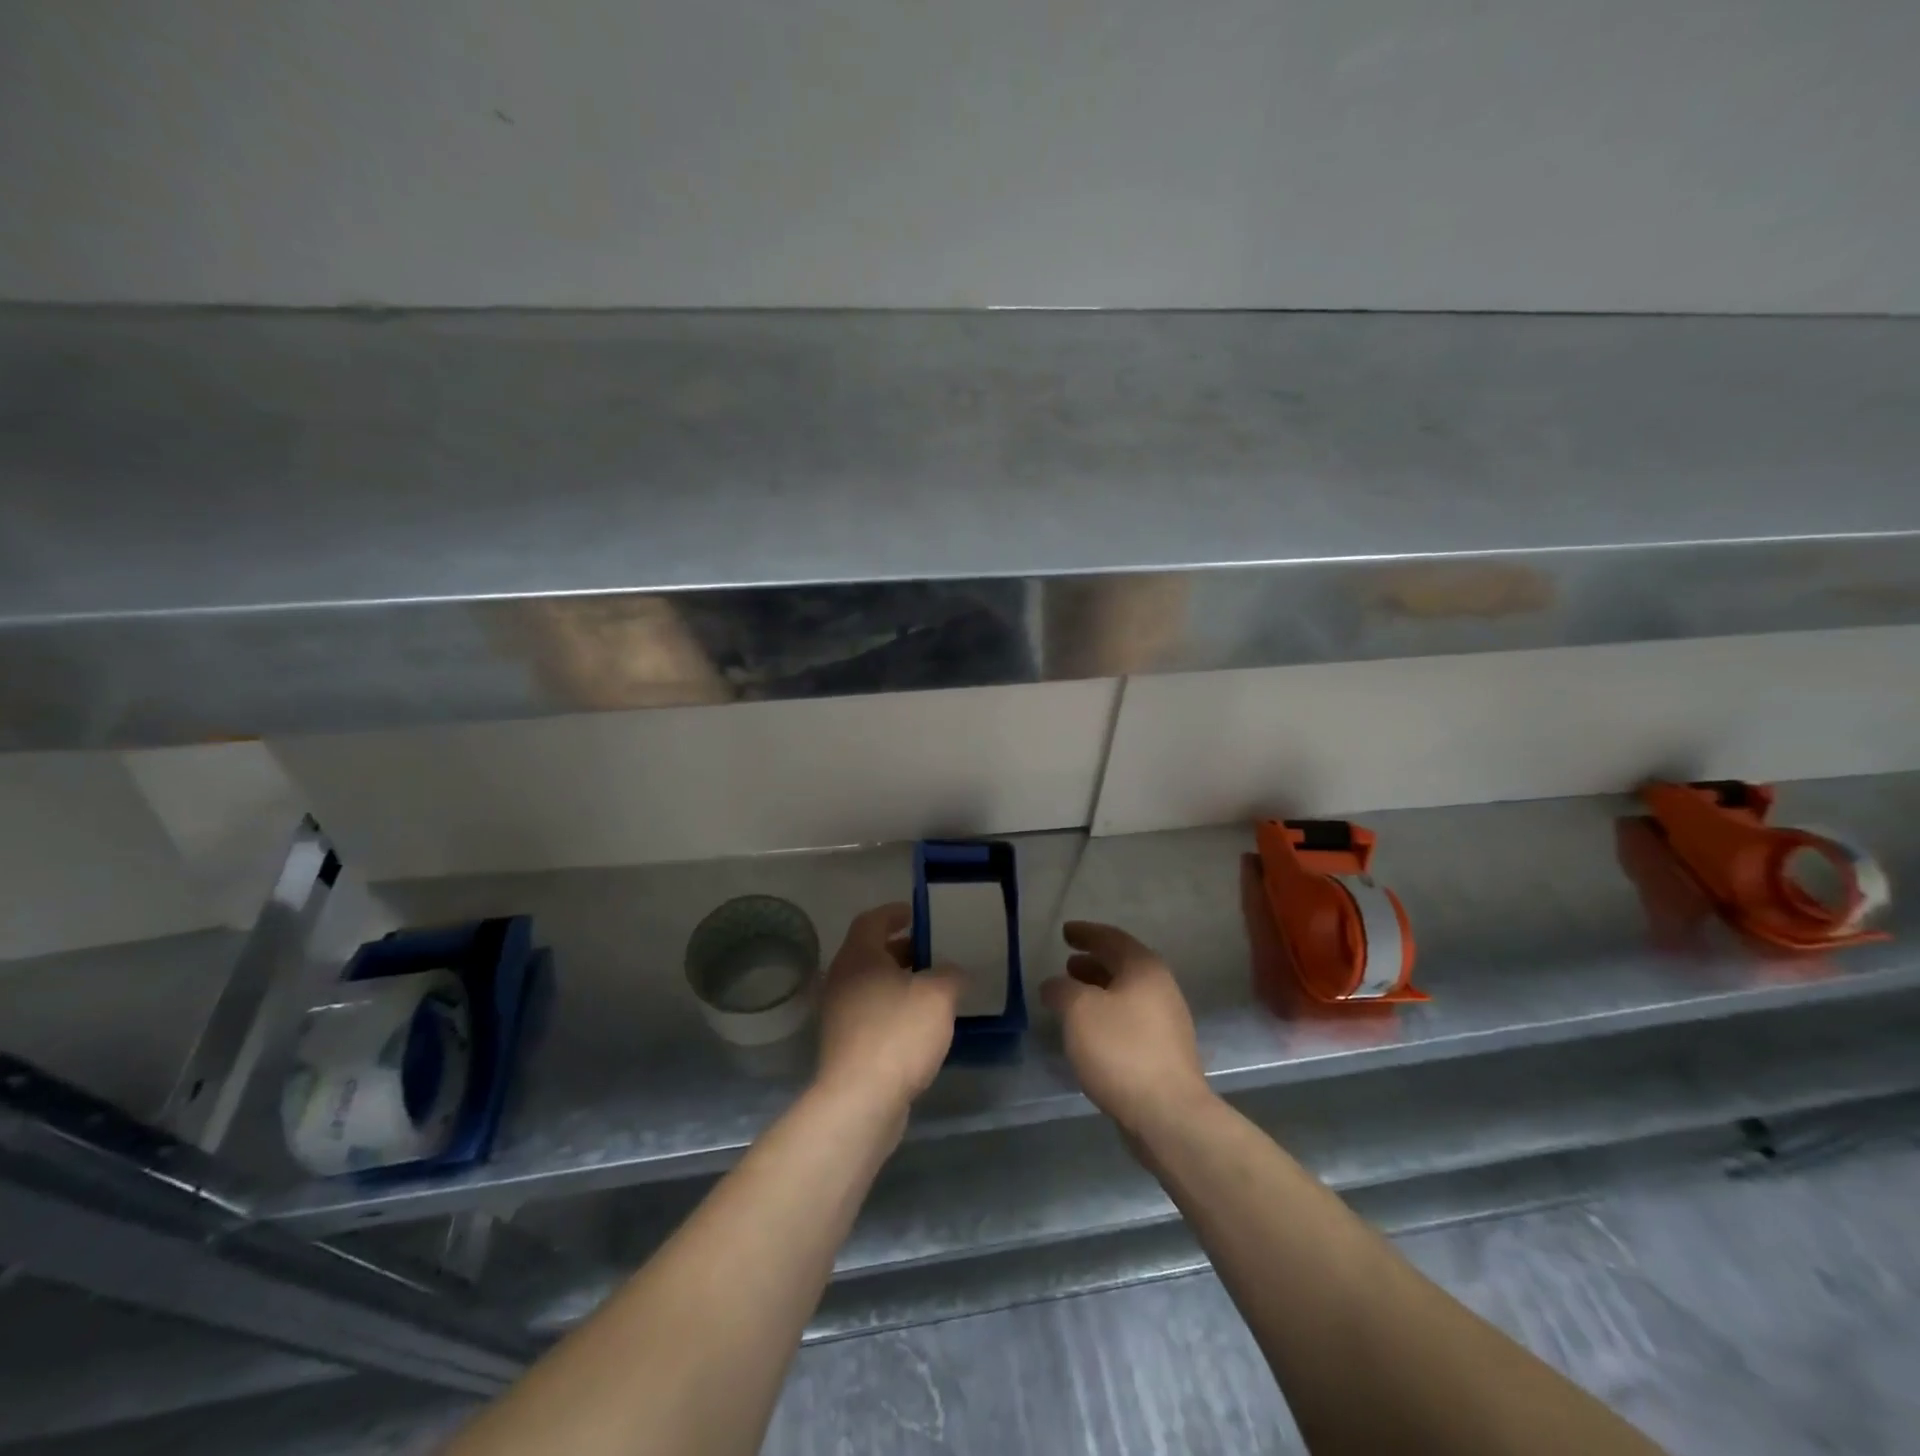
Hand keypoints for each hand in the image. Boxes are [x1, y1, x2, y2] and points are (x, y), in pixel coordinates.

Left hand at [815, 903, 960, 1113]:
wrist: (860, 1100)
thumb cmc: (897, 1034)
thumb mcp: (937, 996)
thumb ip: (950, 975)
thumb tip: (953, 972)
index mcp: (859, 956)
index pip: (872, 920)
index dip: (894, 913)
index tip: (917, 915)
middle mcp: (842, 979)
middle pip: (871, 953)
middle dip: (902, 950)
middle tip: (933, 952)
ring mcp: (840, 1013)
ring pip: (872, 985)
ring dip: (900, 982)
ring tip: (933, 988)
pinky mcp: (845, 1044)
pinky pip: (872, 1012)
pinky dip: (894, 1009)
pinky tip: (920, 1024)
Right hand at [1042, 921, 1212, 1137]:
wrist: (1168, 1114)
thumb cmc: (1121, 1050)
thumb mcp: (1079, 1010)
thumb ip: (1061, 989)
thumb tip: (1054, 985)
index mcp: (1144, 968)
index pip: (1111, 938)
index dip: (1086, 933)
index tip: (1065, 932)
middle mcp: (1161, 988)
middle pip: (1122, 965)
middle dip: (1093, 962)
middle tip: (1067, 964)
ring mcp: (1167, 1022)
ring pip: (1126, 994)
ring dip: (1099, 990)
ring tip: (1072, 997)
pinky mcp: (1165, 1052)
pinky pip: (1130, 1020)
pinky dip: (1107, 1015)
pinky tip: (1090, 1032)